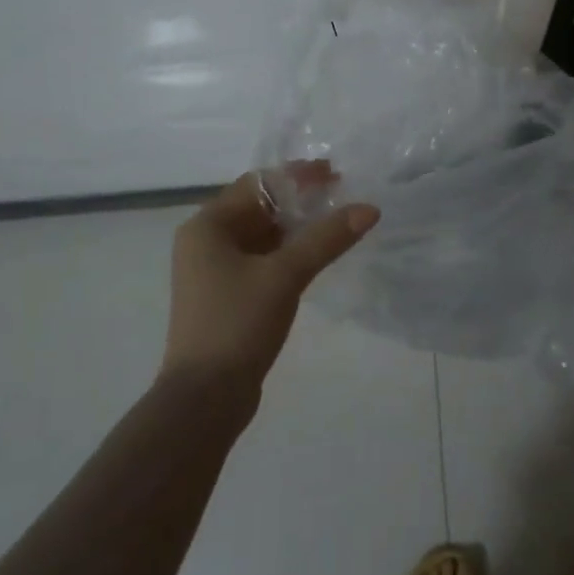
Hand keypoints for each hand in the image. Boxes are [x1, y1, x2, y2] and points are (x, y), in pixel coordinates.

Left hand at [162, 165, 378, 392]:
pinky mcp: (226, 295)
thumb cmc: (238, 323)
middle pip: (258, 207)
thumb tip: (369, 209)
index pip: (257, 184)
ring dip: (295, 227)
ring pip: (261, 234)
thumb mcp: (286, 275)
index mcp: (207, 225)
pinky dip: (287, 252)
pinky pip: (260, 259)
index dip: (297, 176)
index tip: (335, 175)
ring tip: (336, 222)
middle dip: (299, 200)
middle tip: (341, 196)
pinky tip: (315, 255)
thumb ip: (326, 238)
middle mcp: (205, 241)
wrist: (204, 400)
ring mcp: (213, 270)